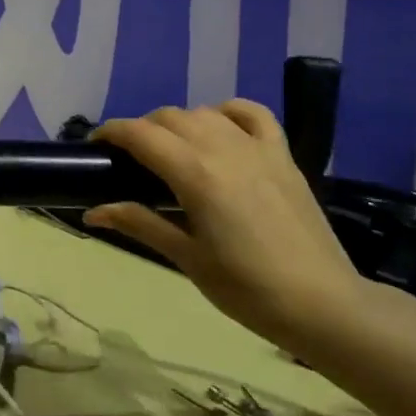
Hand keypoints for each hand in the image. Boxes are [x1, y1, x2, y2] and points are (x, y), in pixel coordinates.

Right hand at [84, 102, 366, 352]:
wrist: (322, 304)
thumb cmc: (246, 288)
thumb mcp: (186, 258)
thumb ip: (140, 224)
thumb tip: (93, 211)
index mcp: (195, 174)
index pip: (140, 134)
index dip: (111, 133)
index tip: (96, 146)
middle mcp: (223, 148)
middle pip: (169, 117)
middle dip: (141, 130)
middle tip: (130, 161)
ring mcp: (257, 148)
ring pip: (204, 112)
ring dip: (179, 122)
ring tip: (171, 150)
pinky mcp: (282, 155)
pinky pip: (253, 113)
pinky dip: (228, 111)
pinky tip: (219, 128)